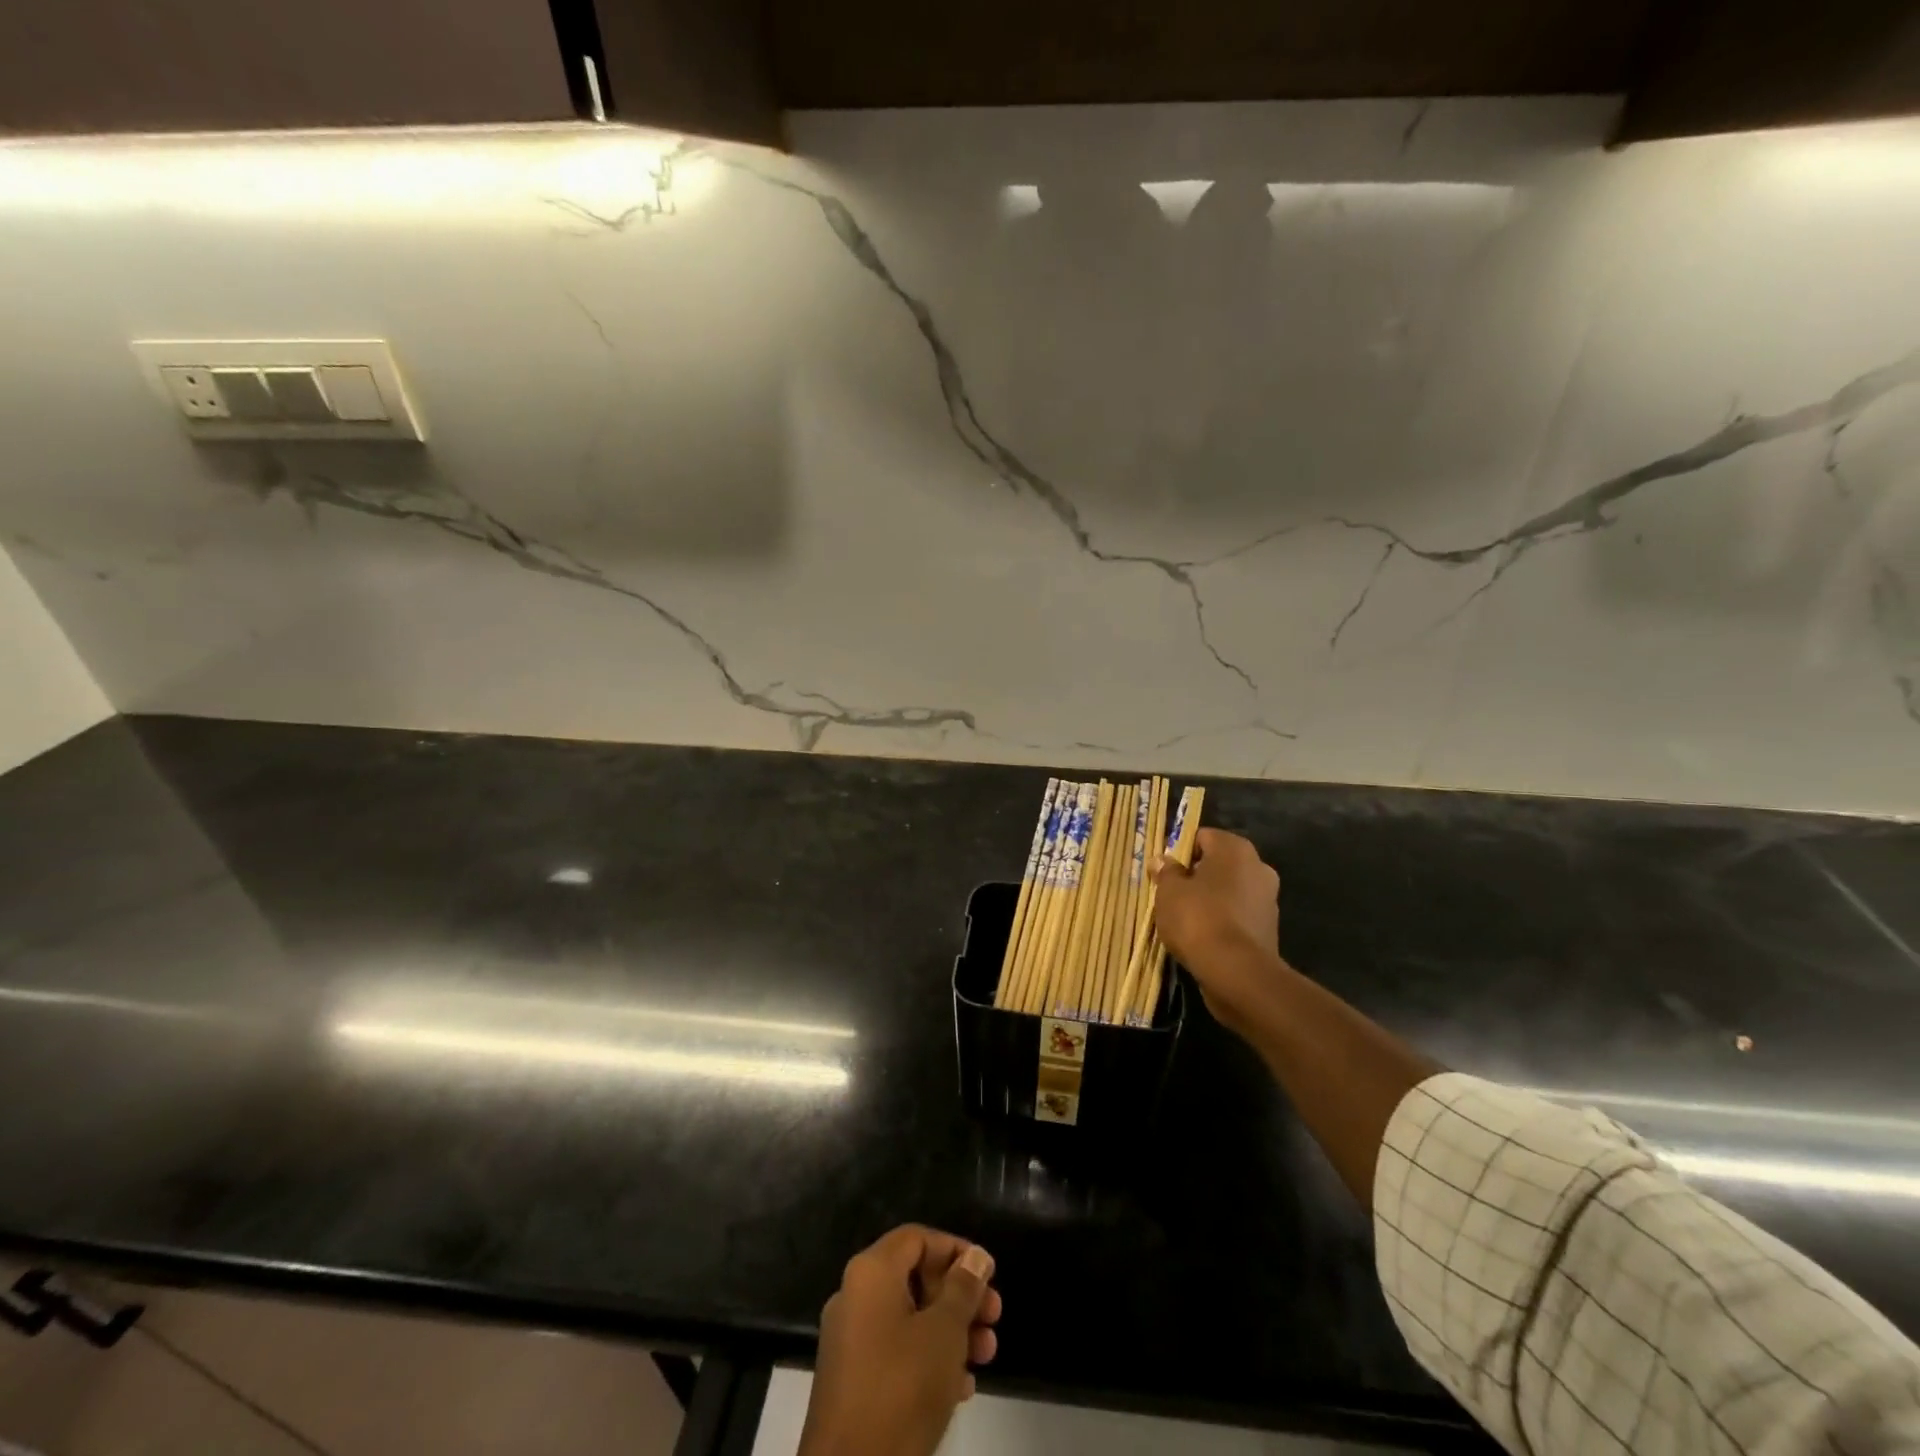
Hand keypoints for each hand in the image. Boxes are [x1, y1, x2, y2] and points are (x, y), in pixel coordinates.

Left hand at [799, 1226, 1000, 1455]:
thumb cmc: (902, 1387)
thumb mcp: (944, 1332)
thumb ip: (963, 1288)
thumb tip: (975, 1256)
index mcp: (871, 1272)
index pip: (918, 1238)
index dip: (956, 1250)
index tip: (988, 1275)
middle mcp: (856, 1295)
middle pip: (916, 1277)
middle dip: (959, 1295)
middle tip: (995, 1317)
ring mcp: (851, 1339)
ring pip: (910, 1317)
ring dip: (951, 1330)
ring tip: (986, 1354)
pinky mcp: (853, 1379)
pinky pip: (896, 1350)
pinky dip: (929, 1356)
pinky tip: (962, 1385)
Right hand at [1151, 829, 1283, 1033]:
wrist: (1236, 972)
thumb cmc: (1198, 918)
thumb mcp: (1169, 891)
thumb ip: (1166, 872)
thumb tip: (1162, 860)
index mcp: (1235, 849)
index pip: (1202, 837)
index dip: (1180, 852)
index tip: (1164, 872)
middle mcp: (1258, 867)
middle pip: (1218, 864)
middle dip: (1196, 876)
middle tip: (1171, 895)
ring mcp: (1267, 899)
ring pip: (1229, 890)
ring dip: (1210, 900)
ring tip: (1185, 919)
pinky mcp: (1269, 928)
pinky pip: (1237, 915)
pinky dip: (1222, 921)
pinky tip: (1203, 937)